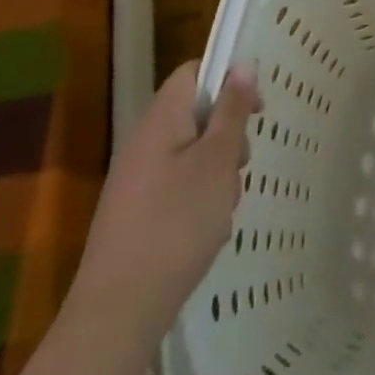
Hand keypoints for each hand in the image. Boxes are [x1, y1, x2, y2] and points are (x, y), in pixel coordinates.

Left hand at [72, 60, 261, 331]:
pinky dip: (199, 201)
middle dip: (227, 136)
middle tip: (239, 166)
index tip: (255, 109)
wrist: (119, 311)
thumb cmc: (176, 223)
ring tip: (222, 208)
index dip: (227, 79)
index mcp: (161, 118)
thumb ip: (231, 110)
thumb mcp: (217, 161)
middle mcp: (145, 141)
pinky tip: (206, 231)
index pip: (193, 72)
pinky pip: (179, 187)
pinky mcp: (138, 214)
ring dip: (217, 173)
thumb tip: (242, 64)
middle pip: (196, 115)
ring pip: (193, 155)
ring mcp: (138, 180)